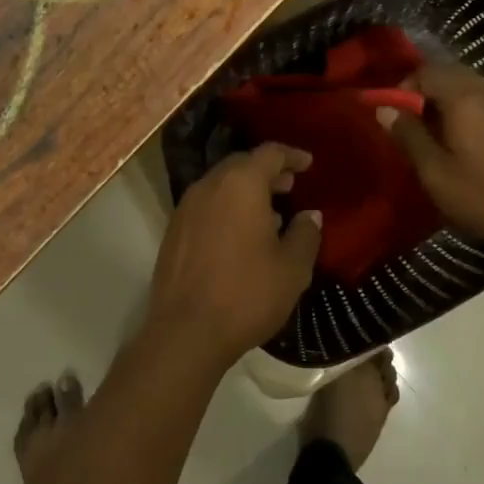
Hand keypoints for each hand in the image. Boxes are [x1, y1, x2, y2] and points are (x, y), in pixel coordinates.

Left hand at [148, 144, 321, 368]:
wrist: (186, 331)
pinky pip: (206, 205)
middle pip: (242, 164)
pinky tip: (240, 235)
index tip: (308, 164)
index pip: (270, 153)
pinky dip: (226, 208)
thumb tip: (309, 216)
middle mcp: (210, 185)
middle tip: (290, 186)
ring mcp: (186, 206)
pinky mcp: (174, 230)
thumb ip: (305, 234)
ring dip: (246, 190)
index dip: (292, 155)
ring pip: (221, 184)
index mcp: (241, 184)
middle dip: (268, 171)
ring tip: (269, 213)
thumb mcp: (292, 268)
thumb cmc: (247, 294)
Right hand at [379, 62, 483, 260]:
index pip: (426, 71)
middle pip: (449, 73)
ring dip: (446, 100)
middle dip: (425, 91)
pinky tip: (463, 140)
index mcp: (464, 99)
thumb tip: (384, 109)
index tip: (395, 116)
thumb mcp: (434, 173)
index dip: (404, 88)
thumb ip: (408, 135)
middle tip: (412, 124)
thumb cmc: (481, 197)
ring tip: (435, 134)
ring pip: (468, 86)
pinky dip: (466, 109)